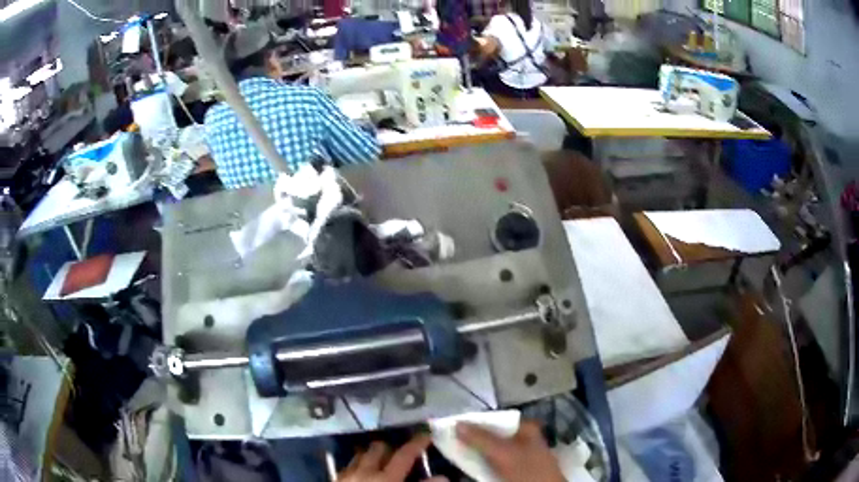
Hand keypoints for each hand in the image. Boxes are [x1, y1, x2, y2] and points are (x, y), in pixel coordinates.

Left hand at [339, 434, 446, 481]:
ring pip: (361, 455)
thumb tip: (443, 478)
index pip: (405, 455)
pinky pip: (348, 466)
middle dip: (391, 448)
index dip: (417, 444)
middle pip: (378, 448)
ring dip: (372, 455)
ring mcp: (348, 475)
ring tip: (381, 462)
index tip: (427, 434)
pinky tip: (362, 475)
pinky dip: (357, 466)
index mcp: (386, 478)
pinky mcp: (335, 480)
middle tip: (401, 453)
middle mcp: (365, 471)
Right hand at [456, 421, 565, 481]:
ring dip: (474, 452)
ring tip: (453, 452)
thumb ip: (482, 438)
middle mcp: (523, 439)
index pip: (495, 419)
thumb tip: (457, 423)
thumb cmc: (528, 470)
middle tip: (449, 440)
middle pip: (491, 435)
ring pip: (490, 451)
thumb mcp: (504, 453)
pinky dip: (480, 464)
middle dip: (472, 438)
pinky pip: (492, 463)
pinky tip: (468, 465)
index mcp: (526, 428)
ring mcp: (518, 456)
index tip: (452, 425)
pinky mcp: (513, 471)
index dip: (474, 421)